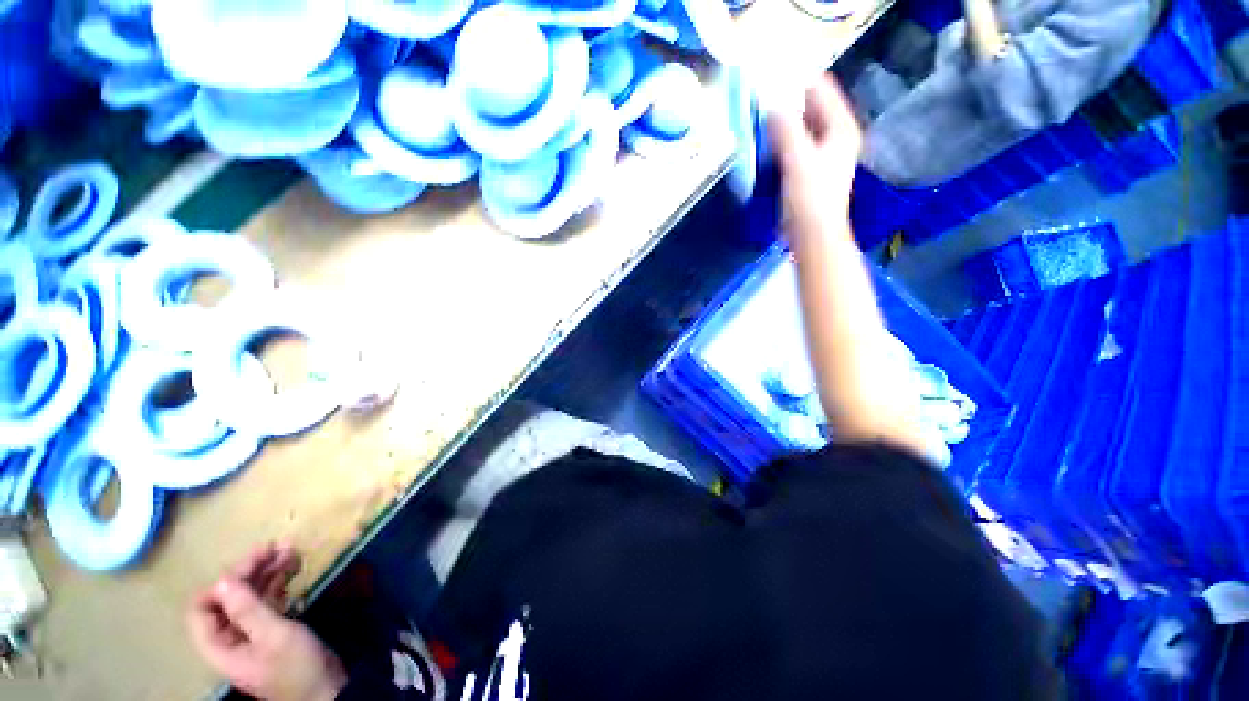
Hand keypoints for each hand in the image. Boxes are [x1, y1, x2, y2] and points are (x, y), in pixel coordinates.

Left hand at [187, 543, 346, 700]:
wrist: (328, 690)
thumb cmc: (297, 666)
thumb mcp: (275, 636)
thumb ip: (247, 609)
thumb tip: (224, 579)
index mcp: (220, 646)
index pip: (202, 610)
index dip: (221, 585)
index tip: (251, 565)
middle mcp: (230, 639)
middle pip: (228, 599)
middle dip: (249, 572)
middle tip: (275, 547)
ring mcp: (251, 635)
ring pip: (249, 598)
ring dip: (267, 573)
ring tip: (289, 551)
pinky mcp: (271, 632)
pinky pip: (266, 603)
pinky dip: (277, 584)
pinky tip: (292, 569)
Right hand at [767, 75, 862, 246]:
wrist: (813, 234)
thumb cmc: (810, 198)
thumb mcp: (798, 160)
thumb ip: (786, 129)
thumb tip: (772, 103)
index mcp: (840, 128)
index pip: (821, 89)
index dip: (797, 80)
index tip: (771, 77)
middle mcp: (835, 135)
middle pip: (811, 106)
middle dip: (787, 101)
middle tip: (761, 97)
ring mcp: (822, 153)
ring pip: (801, 126)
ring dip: (782, 121)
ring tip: (760, 116)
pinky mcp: (809, 169)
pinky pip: (794, 144)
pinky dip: (781, 140)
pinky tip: (766, 142)